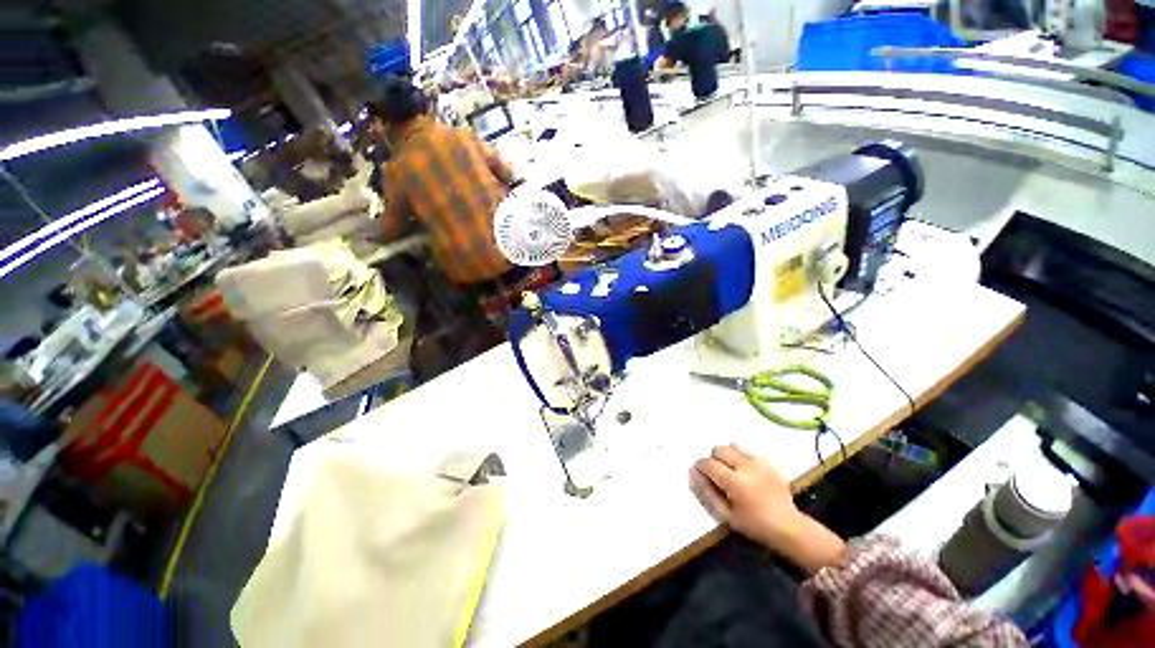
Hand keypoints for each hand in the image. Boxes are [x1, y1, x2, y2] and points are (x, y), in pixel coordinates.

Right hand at [690, 444, 846, 574]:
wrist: (789, 527)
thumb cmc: (754, 525)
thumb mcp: (726, 516)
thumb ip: (706, 494)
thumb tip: (692, 473)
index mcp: (734, 482)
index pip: (708, 464)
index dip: (701, 466)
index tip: (701, 473)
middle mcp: (745, 467)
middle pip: (719, 450)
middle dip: (713, 459)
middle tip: (717, 474)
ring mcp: (759, 462)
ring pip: (733, 447)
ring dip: (727, 456)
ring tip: (731, 471)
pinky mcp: (768, 462)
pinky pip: (747, 451)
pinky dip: (741, 457)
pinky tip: (745, 472)